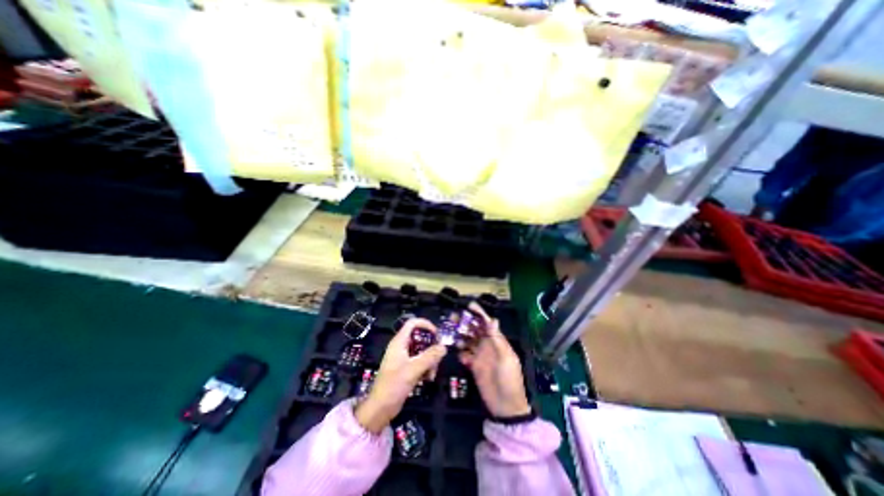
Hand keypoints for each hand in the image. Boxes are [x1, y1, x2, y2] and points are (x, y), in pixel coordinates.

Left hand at [355, 319, 445, 431]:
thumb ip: (430, 357)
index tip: (437, 334)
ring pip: (422, 351)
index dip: (425, 324)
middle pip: (420, 338)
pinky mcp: (406, 368)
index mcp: (399, 342)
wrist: (380, 409)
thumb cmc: (394, 385)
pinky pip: (420, 362)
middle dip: (431, 347)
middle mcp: (401, 347)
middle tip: (438, 356)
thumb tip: (444, 347)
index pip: (413, 323)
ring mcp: (404, 358)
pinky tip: (428, 378)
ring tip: (432, 374)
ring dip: (430, 360)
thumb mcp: (413, 369)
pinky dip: (426, 367)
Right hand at [459, 302, 526, 417]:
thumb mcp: (506, 358)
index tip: (469, 306)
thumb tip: (493, 319)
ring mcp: (479, 355)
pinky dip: (460, 352)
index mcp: (496, 341)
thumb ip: (497, 340)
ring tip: (450, 331)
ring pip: (468, 340)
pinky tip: (457, 352)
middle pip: (475, 330)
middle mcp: (487, 345)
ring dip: (460, 335)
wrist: (505, 406)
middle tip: (453, 316)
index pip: (487, 324)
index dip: (479, 314)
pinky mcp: (473, 366)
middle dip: (465, 322)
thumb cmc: (509, 379)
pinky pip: (465, 355)